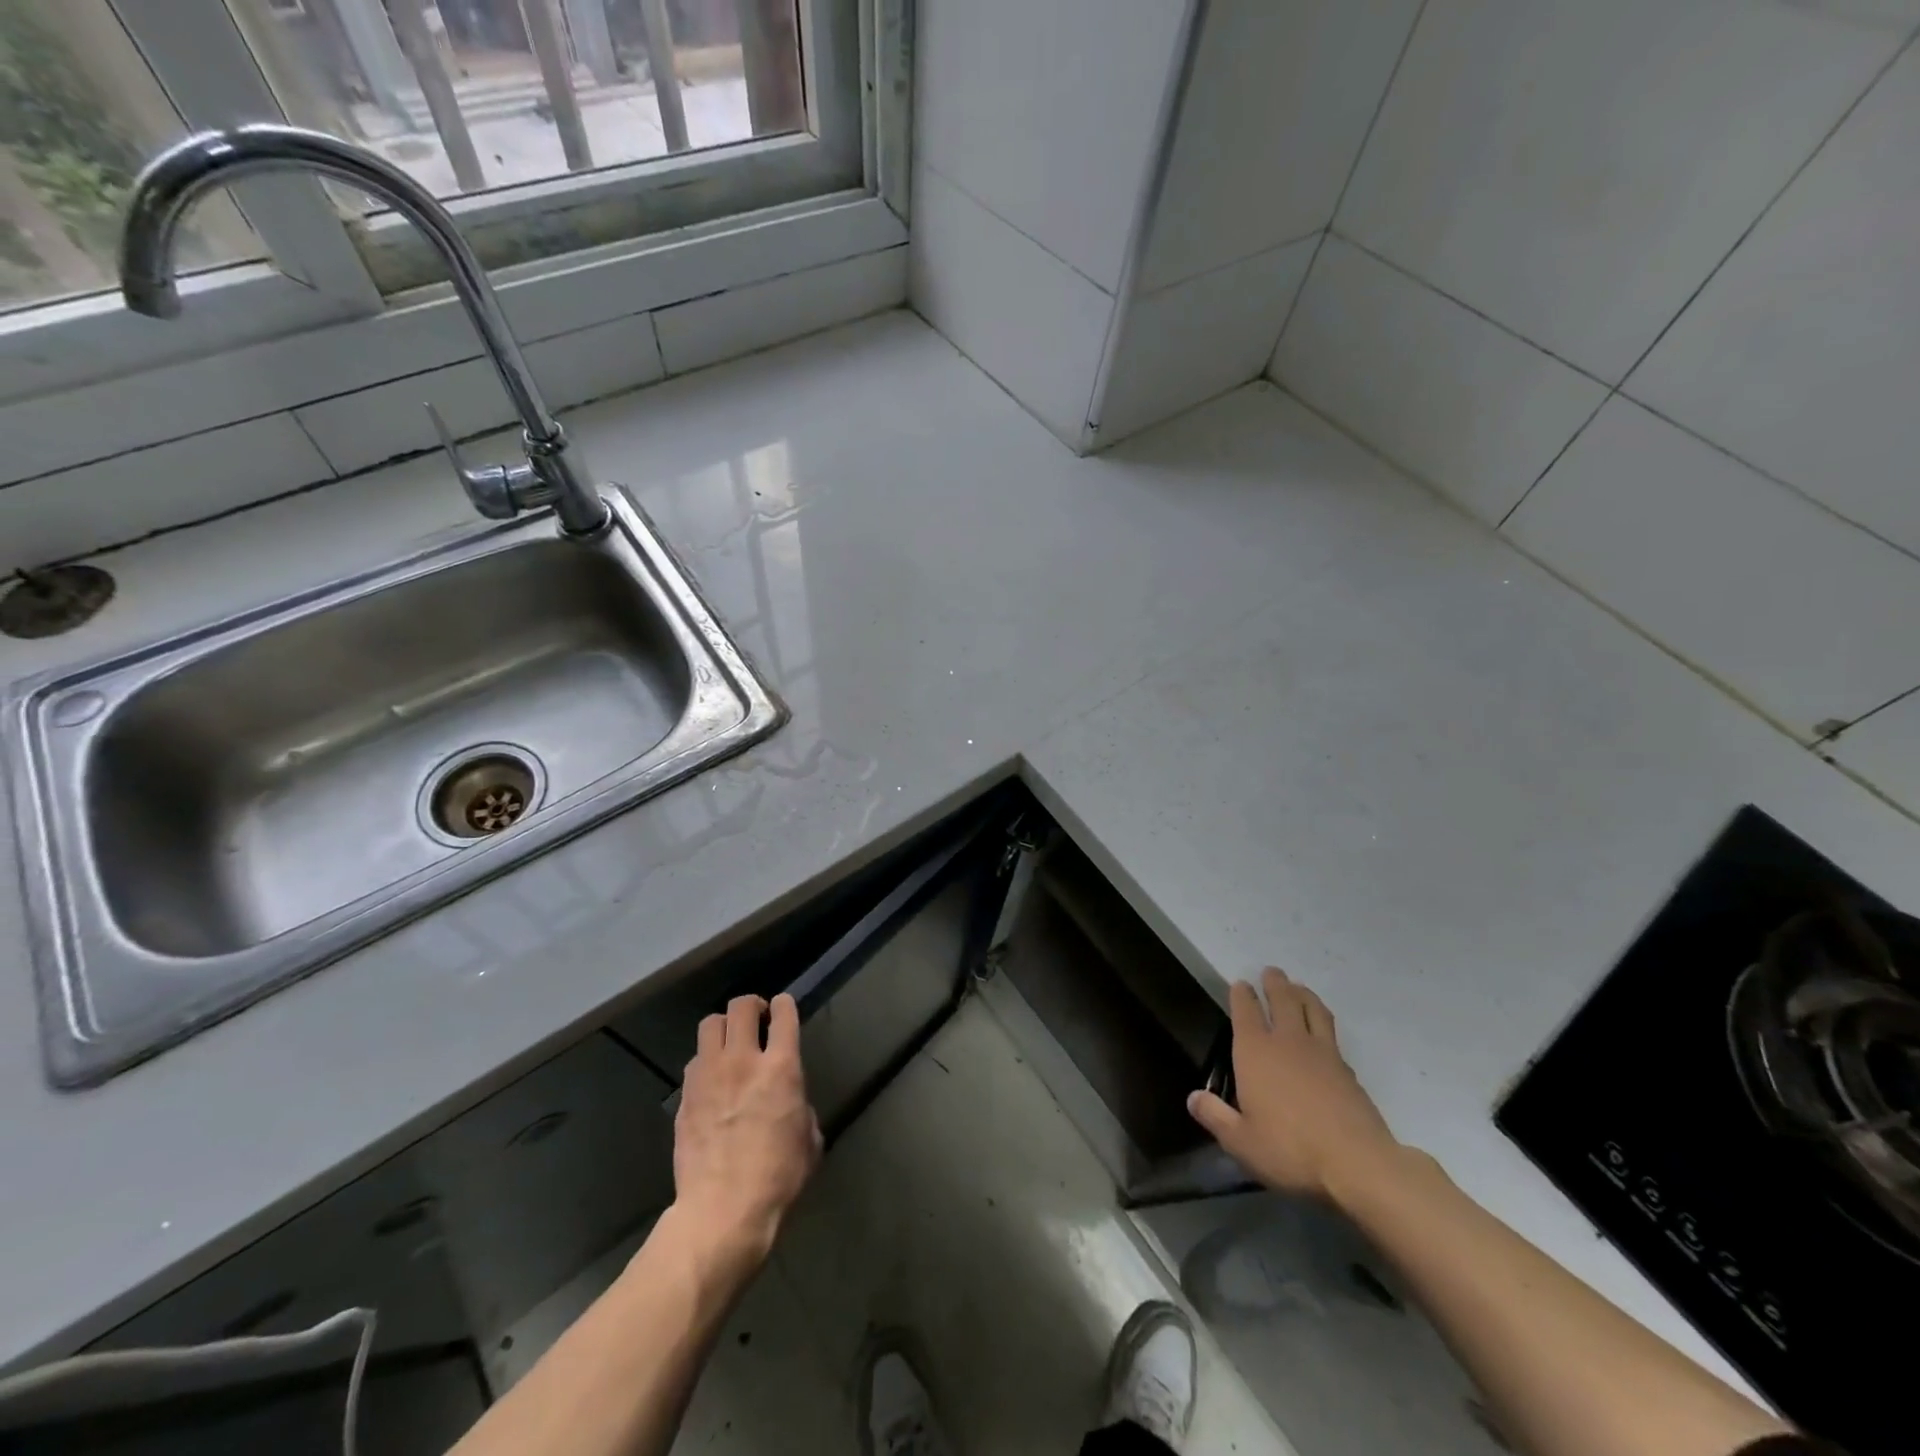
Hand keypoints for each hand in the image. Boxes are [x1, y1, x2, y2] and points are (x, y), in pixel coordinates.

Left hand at [670, 993, 821, 1267]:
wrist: (723, 1212)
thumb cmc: (778, 1179)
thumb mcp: (810, 1140)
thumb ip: (801, 1107)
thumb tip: (791, 1101)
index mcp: (780, 1068)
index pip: (784, 1013)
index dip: (785, 1005)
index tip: (783, 1009)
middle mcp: (743, 1060)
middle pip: (740, 1007)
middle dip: (751, 1006)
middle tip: (757, 1021)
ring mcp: (709, 1076)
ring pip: (710, 1025)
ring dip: (723, 1028)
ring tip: (729, 1045)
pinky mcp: (685, 1097)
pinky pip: (695, 1062)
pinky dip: (705, 1062)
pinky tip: (712, 1082)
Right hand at [1188, 967, 1400, 1204]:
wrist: (1357, 1163)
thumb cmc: (1289, 1149)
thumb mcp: (1241, 1141)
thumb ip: (1215, 1116)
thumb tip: (1193, 1098)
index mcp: (1255, 1051)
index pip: (1246, 1011)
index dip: (1242, 994)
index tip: (1240, 983)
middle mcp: (1287, 1042)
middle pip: (1282, 1000)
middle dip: (1274, 983)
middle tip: (1271, 971)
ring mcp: (1322, 1052)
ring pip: (1312, 1010)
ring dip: (1303, 994)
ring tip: (1299, 987)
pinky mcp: (1347, 1070)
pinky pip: (1331, 1035)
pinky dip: (1323, 1022)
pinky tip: (1323, 1031)